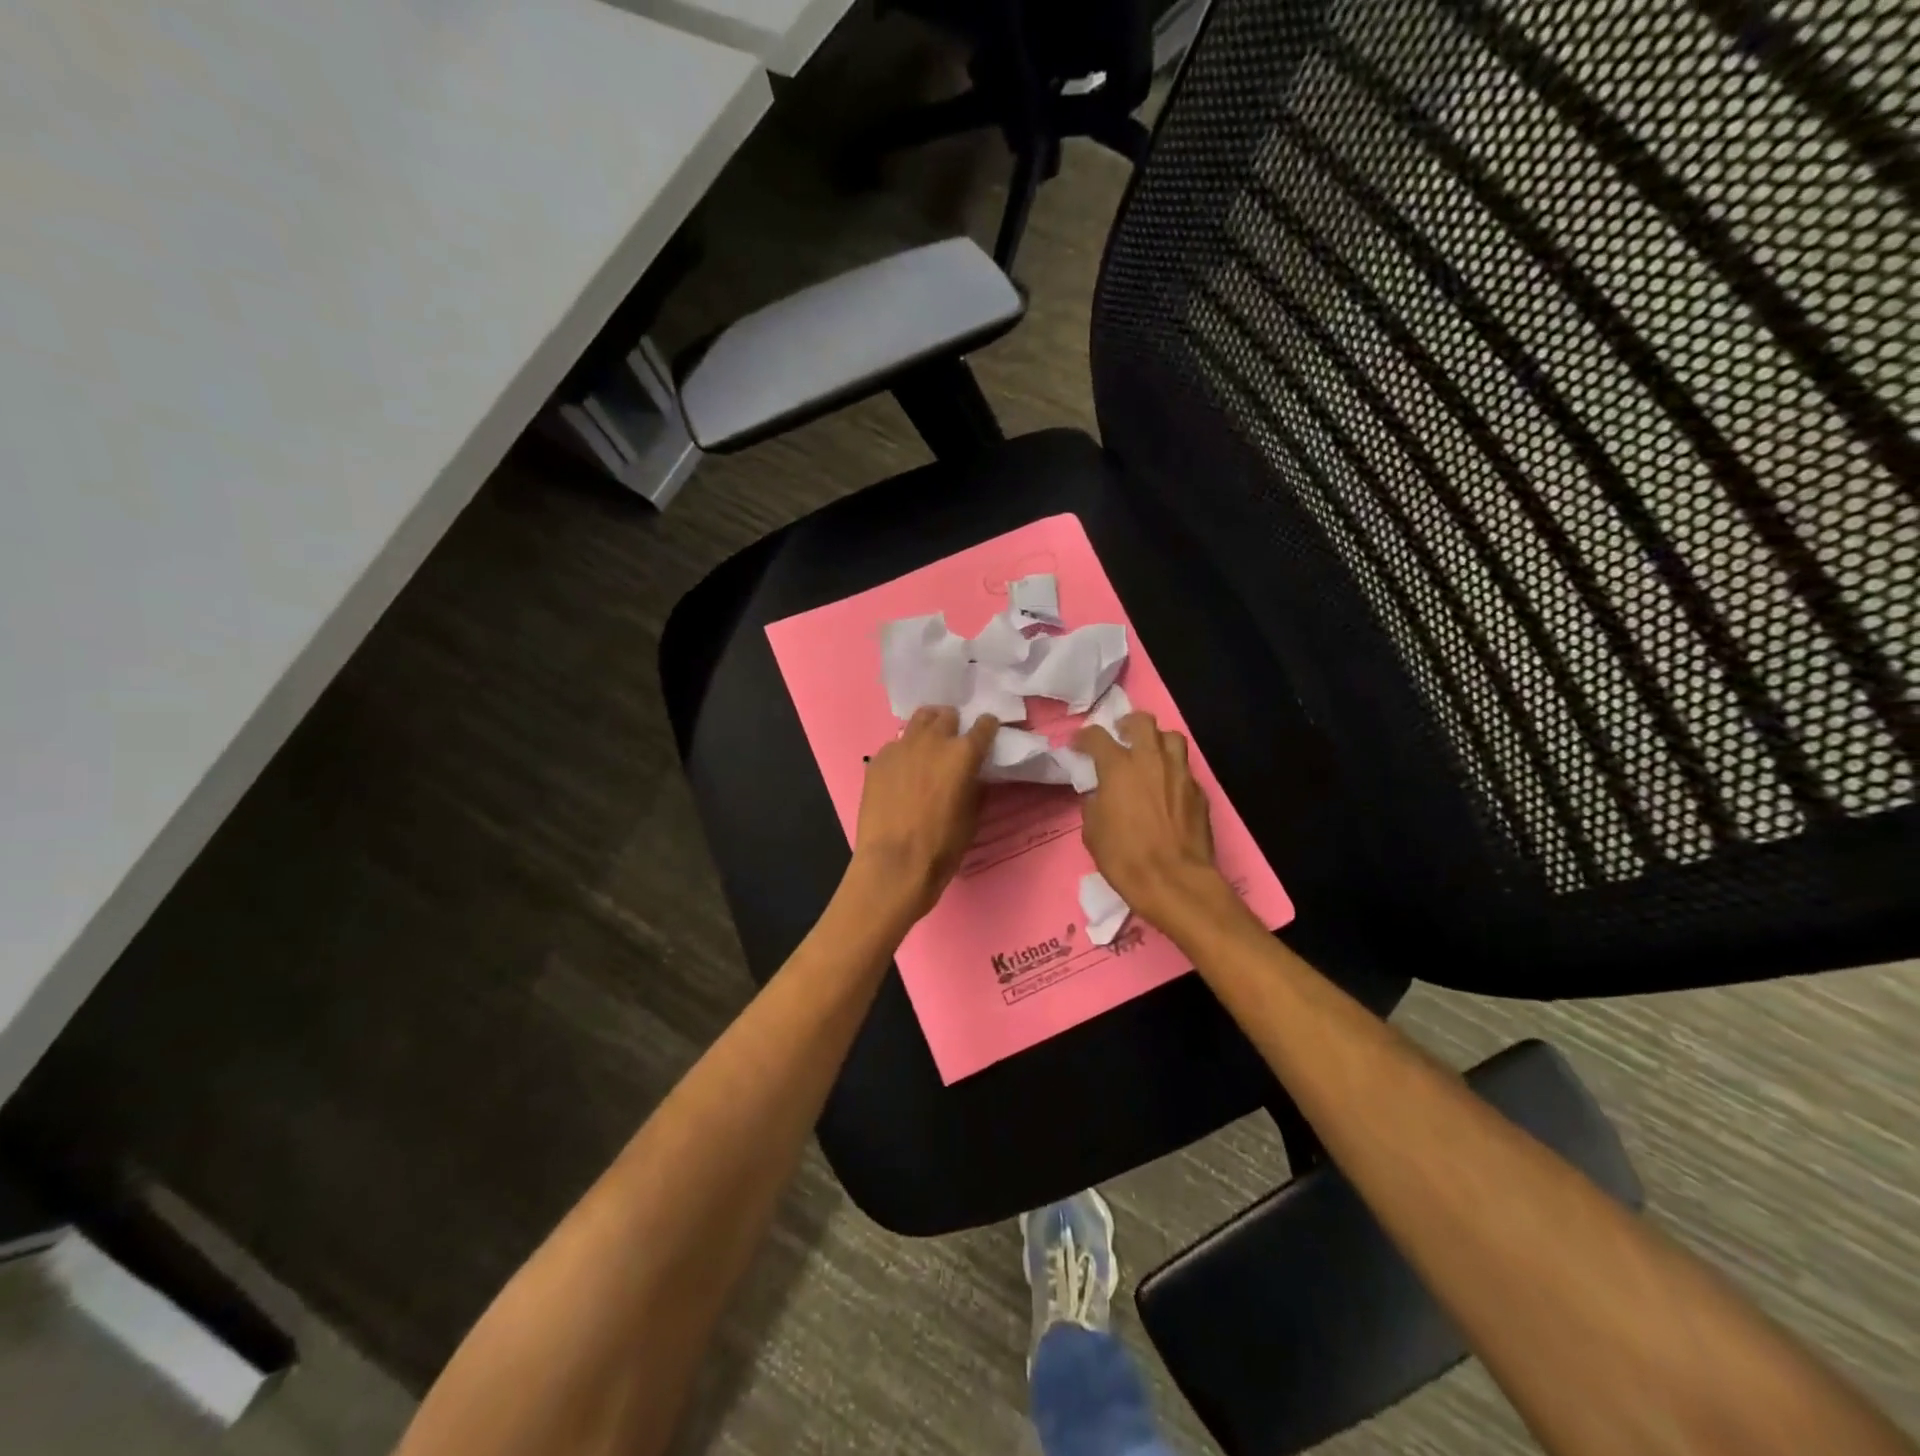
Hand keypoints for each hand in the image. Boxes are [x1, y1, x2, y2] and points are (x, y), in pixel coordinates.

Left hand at [849, 707, 998, 921]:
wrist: (893, 864)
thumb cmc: (941, 847)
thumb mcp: (972, 817)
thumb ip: (975, 787)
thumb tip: (973, 776)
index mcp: (963, 754)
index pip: (983, 725)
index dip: (987, 728)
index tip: (987, 734)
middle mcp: (933, 741)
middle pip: (947, 716)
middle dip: (953, 725)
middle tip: (953, 742)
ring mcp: (901, 747)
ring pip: (919, 721)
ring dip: (928, 728)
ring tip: (928, 745)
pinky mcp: (877, 759)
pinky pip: (895, 744)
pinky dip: (904, 751)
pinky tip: (902, 771)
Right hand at [1073, 711, 1231, 929]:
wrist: (1174, 881)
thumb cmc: (1125, 857)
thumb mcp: (1093, 831)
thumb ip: (1095, 803)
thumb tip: (1100, 795)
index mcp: (1118, 767)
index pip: (1098, 737)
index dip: (1084, 737)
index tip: (1079, 744)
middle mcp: (1151, 761)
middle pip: (1143, 722)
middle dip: (1128, 723)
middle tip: (1121, 735)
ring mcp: (1180, 774)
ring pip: (1172, 738)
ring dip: (1157, 741)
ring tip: (1150, 754)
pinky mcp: (1199, 792)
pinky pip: (1185, 769)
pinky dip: (1173, 771)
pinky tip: (1167, 787)